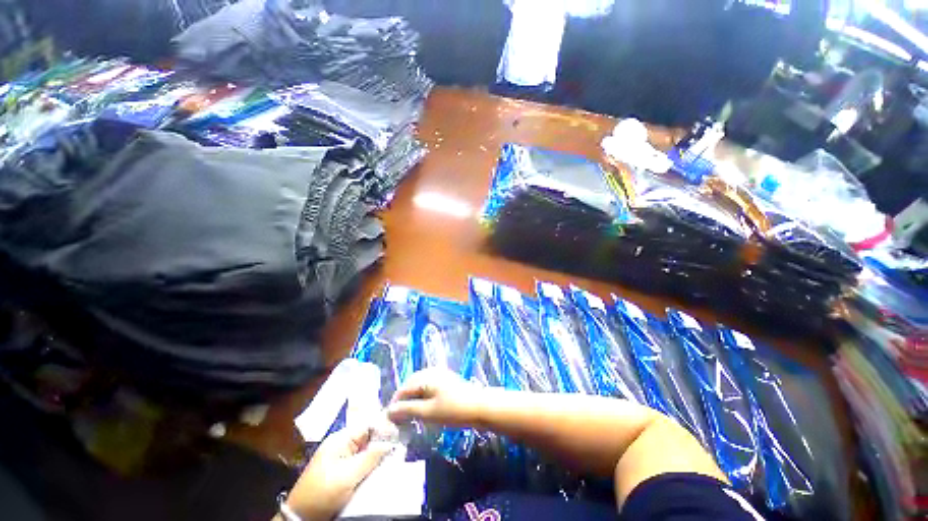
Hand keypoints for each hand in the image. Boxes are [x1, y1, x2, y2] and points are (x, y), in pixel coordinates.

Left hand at [283, 425, 392, 520]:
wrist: (300, 517)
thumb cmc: (323, 493)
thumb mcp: (348, 476)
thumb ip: (370, 457)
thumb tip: (390, 442)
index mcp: (341, 439)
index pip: (368, 425)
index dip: (384, 429)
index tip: (399, 436)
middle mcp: (341, 443)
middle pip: (368, 437)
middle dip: (381, 442)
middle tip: (397, 449)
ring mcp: (339, 456)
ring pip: (365, 449)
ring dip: (376, 455)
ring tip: (391, 459)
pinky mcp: (339, 469)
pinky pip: (359, 461)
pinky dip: (369, 464)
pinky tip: (377, 468)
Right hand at [386, 369, 485, 426]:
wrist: (480, 406)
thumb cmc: (453, 410)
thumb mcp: (428, 412)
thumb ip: (407, 410)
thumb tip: (389, 411)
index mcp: (425, 376)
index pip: (403, 389)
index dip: (395, 405)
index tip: (390, 422)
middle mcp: (431, 371)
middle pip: (410, 385)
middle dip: (403, 401)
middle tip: (399, 420)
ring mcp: (440, 374)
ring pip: (419, 386)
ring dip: (412, 399)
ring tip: (410, 416)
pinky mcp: (446, 380)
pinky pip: (428, 386)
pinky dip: (422, 397)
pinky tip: (424, 408)